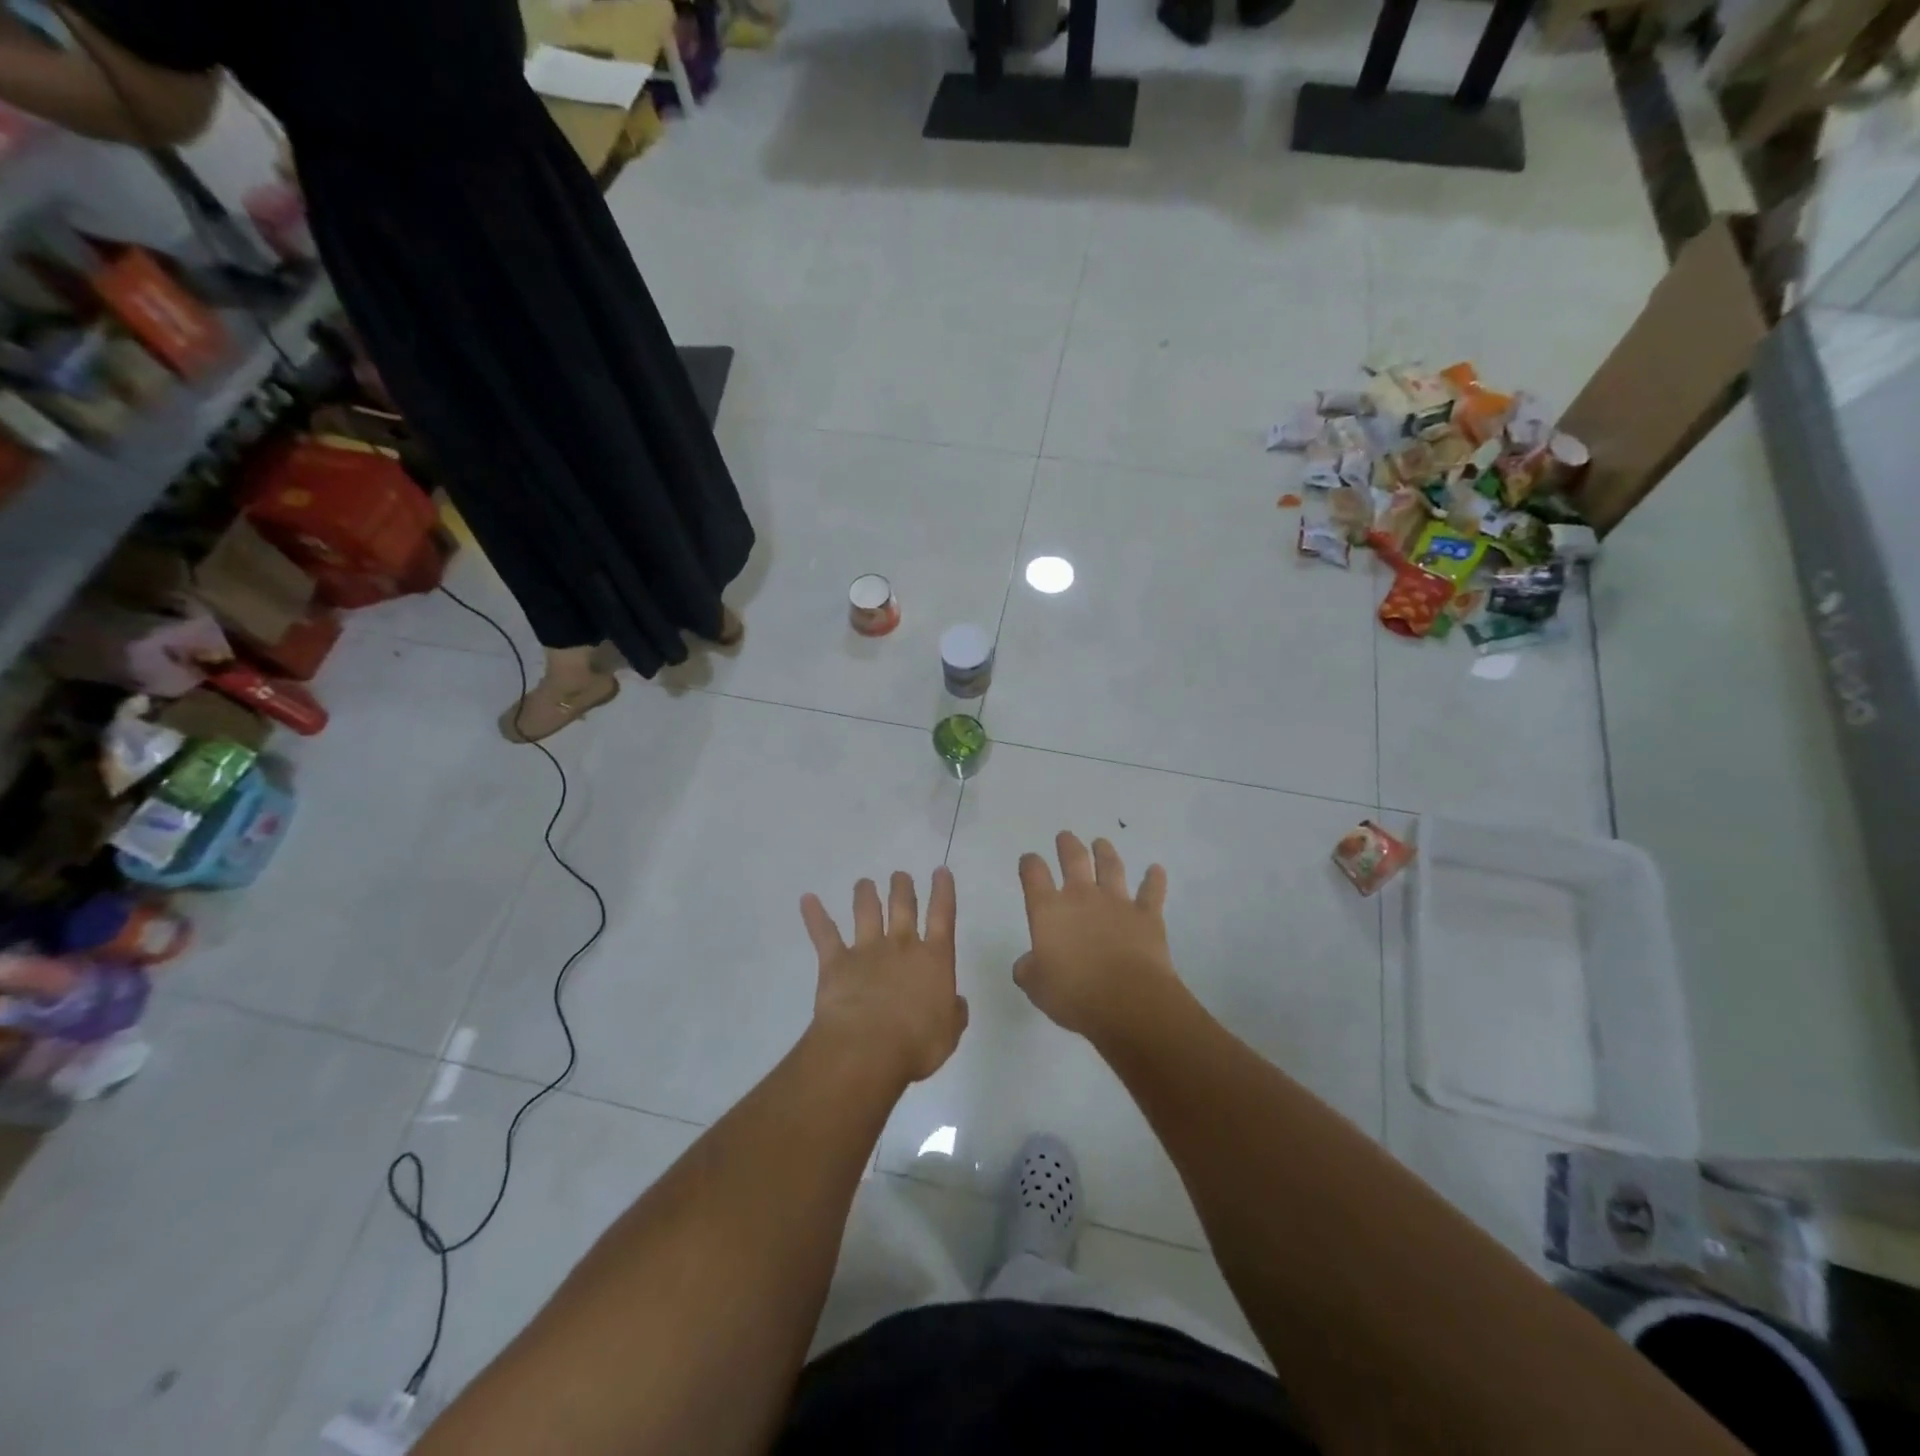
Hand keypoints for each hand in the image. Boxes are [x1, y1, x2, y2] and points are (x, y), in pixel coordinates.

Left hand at [802, 868, 967, 1085]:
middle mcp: (902, 946)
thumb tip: (956, 1002)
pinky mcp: (836, 962)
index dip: (943, 891)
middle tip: (899, 875)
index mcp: (934, 959)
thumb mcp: (948, 1033)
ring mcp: (867, 950)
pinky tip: (807, 899)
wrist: (868, 1049)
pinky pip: (824, 933)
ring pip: (866, 911)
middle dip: (902, 888)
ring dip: (865, 894)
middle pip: (903, 906)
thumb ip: (954, 1013)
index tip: (940, 871)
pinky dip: (814, 915)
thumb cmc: (916, 1044)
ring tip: (863, 882)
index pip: (943, 916)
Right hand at [1014, 832, 1181, 1040]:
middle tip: (1065, 836)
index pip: (1034, 875)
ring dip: (1105, 852)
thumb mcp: (1036, 987)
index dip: (1030, 864)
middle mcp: (1082, 897)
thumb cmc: (1074, 994)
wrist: (1128, 1001)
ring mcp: (1117, 903)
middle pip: (1074, 859)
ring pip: (1111, 867)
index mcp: (1049, 910)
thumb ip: (1028, 970)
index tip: (1029, 861)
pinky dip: (1154, 879)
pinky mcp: (1147, 916)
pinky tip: (1156, 870)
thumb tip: (1029, 963)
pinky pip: (1152, 891)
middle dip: (1068, 845)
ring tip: (1101, 843)